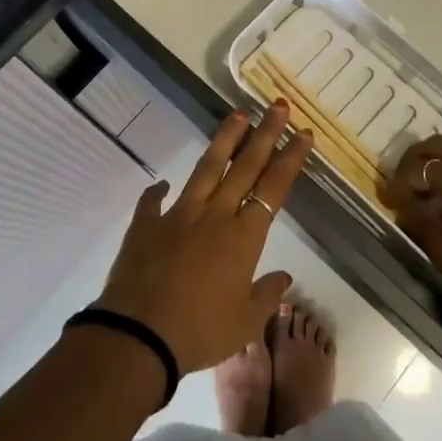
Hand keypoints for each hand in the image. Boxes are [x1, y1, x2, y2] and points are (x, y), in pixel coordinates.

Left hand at [95, 103, 309, 372]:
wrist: (138, 335)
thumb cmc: (200, 332)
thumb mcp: (244, 324)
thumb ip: (266, 296)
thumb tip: (284, 277)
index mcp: (243, 237)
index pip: (273, 188)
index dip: (290, 159)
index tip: (303, 133)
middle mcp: (214, 215)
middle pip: (245, 166)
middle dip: (265, 134)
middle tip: (278, 105)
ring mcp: (178, 215)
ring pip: (206, 169)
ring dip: (224, 141)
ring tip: (237, 115)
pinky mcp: (147, 225)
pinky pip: (153, 201)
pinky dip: (158, 191)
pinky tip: (162, 183)